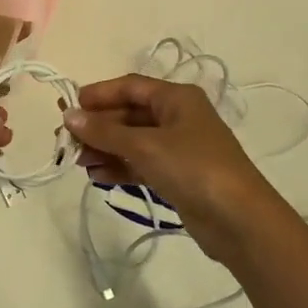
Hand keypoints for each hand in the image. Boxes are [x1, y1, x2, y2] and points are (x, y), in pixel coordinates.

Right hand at [65, 75, 287, 266]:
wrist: (239, 220)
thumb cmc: (193, 168)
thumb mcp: (145, 146)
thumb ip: (104, 131)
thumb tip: (69, 115)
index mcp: (177, 98)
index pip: (130, 86)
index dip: (99, 94)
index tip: (70, 107)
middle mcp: (178, 117)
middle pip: (129, 114)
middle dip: (98, 127)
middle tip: (67, 141)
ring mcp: (179, 148)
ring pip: (133, 141)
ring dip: (105, 149)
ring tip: (79, 162)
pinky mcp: (178, 176)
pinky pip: (141, 164)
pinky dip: (120, 168)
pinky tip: (97, 177)